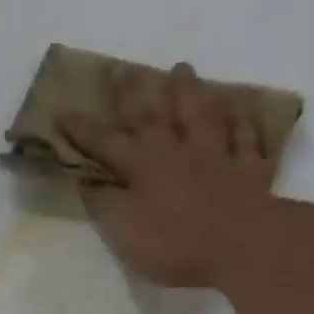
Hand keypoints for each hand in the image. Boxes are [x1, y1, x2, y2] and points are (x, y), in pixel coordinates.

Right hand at [60, 62, 287, 288]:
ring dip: (190, 92)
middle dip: (134, 94)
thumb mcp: (123, 229)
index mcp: (143, 167)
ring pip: (201, 115)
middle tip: (124, 69)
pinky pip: (246, 138)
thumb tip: (87, 181)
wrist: (241, 244)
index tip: (63, 112)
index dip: (84, 129)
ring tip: (182, 69)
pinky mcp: (249, 170)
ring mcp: (217, 156)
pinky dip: (242, 121)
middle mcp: (178, 152)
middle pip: (153, 117)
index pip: (106, 143)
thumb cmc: (173, 242)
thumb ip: (104, 203)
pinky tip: (241, 106)